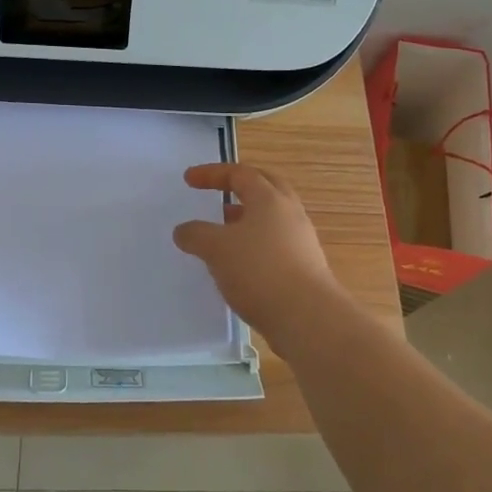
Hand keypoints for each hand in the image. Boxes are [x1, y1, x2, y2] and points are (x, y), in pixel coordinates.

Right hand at [172, 163, 350, 341]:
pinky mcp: (304, 267)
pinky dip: (254, 244)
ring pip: (271, 219)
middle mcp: (290, 213)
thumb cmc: (259, 271)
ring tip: (223, 232)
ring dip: (246, 218)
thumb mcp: (216, 249)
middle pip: (265, 188)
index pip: (240, 174)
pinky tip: (238, 265)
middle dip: (240, 186)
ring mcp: (301, 241)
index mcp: (270, 199)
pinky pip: (275, 244)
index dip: (212, 174)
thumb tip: (184, 230)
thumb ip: (196, 234)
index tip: (189, 179)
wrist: (307, 318)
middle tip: (219, 191)